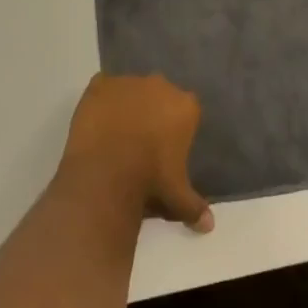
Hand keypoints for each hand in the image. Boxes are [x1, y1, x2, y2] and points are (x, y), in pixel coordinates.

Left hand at [59, 74, 212, 232]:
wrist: (106, 173)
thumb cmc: (150, 181)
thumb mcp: (178, 198)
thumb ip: (195, 207)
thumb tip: (209, 225)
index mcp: (185, 105)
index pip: (186, 110)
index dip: (177, 128)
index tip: (167, 148)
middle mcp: (160, 84)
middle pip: (159, 94)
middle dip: (153, 112)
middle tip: (142, 141)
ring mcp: (128, 81)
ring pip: (131, 90)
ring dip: (127, 105)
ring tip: (116, 134)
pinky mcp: (100, 84)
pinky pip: (103, 88)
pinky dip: (101, 102)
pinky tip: (97, 123)